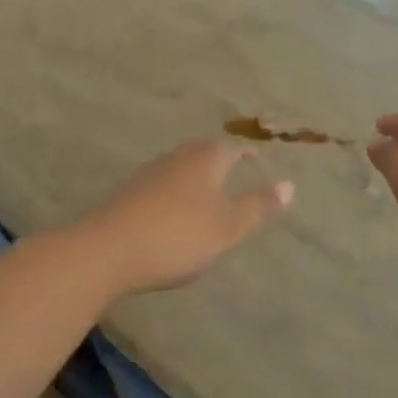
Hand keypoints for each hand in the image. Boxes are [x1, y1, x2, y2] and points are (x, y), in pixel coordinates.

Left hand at [82, 140, 293, 294]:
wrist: (107, 249)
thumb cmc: (177, 236)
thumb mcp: (227, 227)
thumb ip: (258, 206)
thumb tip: (290, 184)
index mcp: (205, 160)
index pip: (232, 148)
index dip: (247, 153)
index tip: (257, 156)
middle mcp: (177, 157)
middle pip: (203, 152)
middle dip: (219, 159)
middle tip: (234, 167)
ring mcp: (149, 173)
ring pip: (180, 166)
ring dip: (195, 174)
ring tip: (207, 189)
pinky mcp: (129, 193)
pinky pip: (161, 185)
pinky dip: (175, 191)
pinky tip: (173, 209)